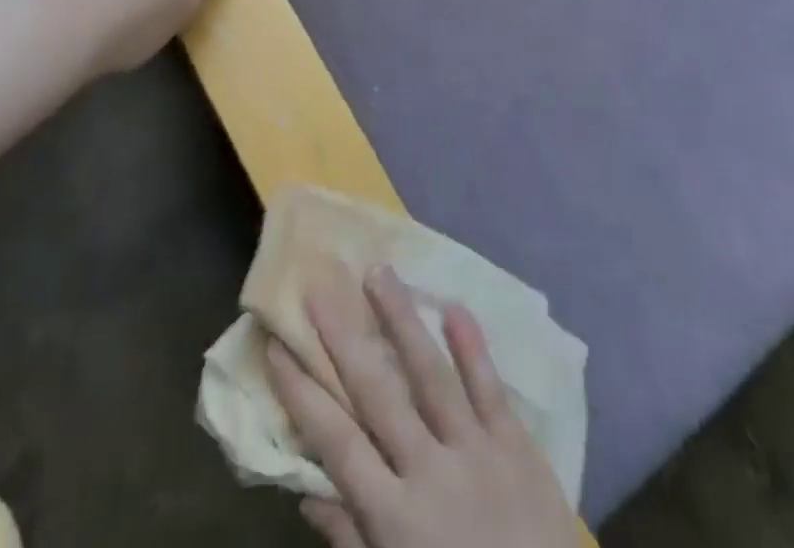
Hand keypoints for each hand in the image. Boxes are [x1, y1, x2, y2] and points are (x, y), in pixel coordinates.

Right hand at [267, 265, 581, 547]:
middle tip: (321, 288)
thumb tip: (307, 494)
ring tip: (380, 272)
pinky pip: (490, 387)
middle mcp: (430, 471)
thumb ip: (353, 540)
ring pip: (431, 373)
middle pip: (379, 394)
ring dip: (402, 320)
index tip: (278, 347)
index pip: (338, 443)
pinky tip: (454, 304)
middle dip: (345, 339)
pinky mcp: (516, 444)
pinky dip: (472, 345)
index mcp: (395, 518)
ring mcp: (476, 450)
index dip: (303, 395)